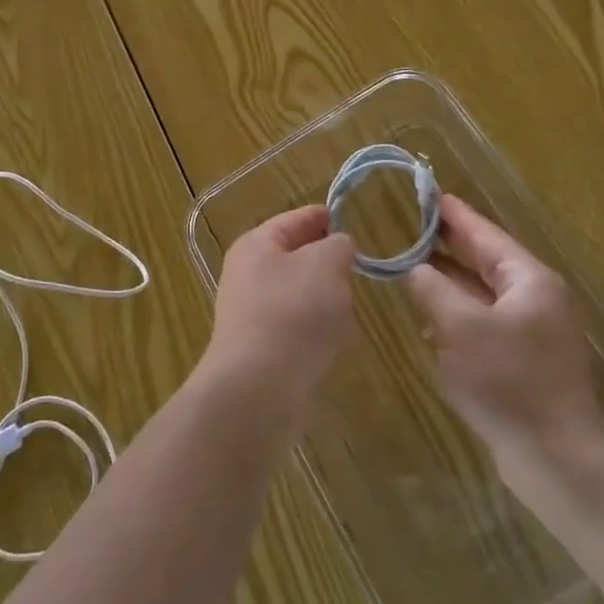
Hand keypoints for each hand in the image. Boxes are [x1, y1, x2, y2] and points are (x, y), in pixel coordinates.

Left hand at [203, 205, 355, 422]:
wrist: (258, 388)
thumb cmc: (293, 312)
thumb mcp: (325, 264)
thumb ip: (337, 246)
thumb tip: (338, 247)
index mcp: (256, 245)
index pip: (295, 219)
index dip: (324, 216)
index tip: (351, 219)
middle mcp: (247, 274)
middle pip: (295, 257)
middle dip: (326, 261)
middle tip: (357, 266)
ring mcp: (251, 313)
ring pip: (298, 293)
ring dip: (324, 298)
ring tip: (349, 305)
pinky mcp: (261, 348)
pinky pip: (296, 326)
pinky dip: (316, 328)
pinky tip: (333, 340)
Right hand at [407, 195, 603, 477]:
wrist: (557, 461)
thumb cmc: (511, 382)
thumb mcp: (462, 327)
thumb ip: (433, 289)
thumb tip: (413, 269)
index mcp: (529, 281)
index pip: (485, 234)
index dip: (453, 213)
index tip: (425, 191)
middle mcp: (533, 299)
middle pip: (484, 260)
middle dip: (447, 244)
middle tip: (409, 223)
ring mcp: (529, 332)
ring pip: (480, 294)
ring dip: (447, 280)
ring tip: (409, 262)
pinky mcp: (520, 362)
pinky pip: (481, 324)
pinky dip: (454, 314)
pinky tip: (427, 314)